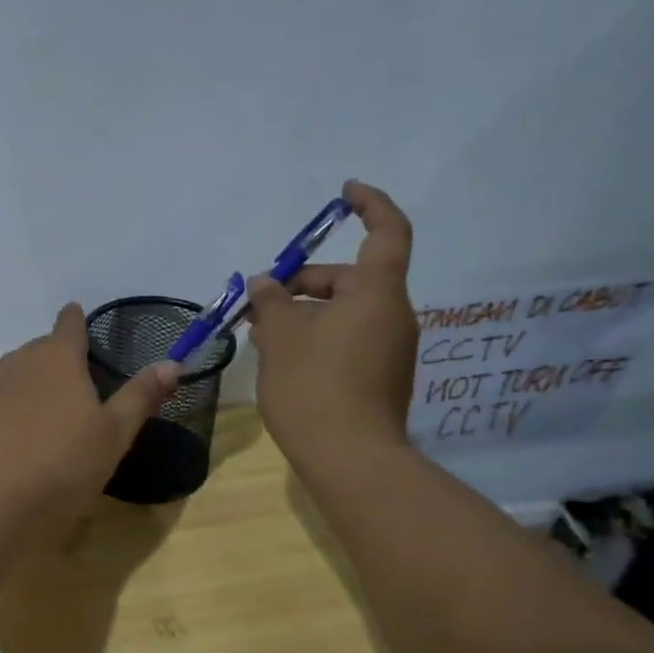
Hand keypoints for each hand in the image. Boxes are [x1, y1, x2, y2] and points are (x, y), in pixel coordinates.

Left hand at [0, 303, 179, 530]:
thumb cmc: (61, 464)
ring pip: (14, 377)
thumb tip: (173, 362)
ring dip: (31, 389)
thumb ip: (140, 396)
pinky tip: (14, 446)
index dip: (76, 321)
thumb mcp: (113, 435)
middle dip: (57, 361)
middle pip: (41, 351)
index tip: (79, 320)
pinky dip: (6, 415)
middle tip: (76, 388)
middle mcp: (17, 362)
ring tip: (47, 419)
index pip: (69, 324)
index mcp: (58, 358)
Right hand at [246, 180, 417, 468]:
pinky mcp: (382, 378)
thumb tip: (265, 283)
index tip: (344, 193)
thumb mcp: (281, 337)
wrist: (350, 459)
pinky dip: (318, 338)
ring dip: (305, 314)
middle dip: (304, 282)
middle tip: (260, 301)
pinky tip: (284, 360)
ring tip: (262, 334)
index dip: (369, 204)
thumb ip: (271, 302)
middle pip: (351, 279)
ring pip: (345, 313)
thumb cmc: (314, 386)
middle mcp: (393, 315)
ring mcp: (391, 350)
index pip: (386, 231)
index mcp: (377, 293)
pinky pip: (349, 340)